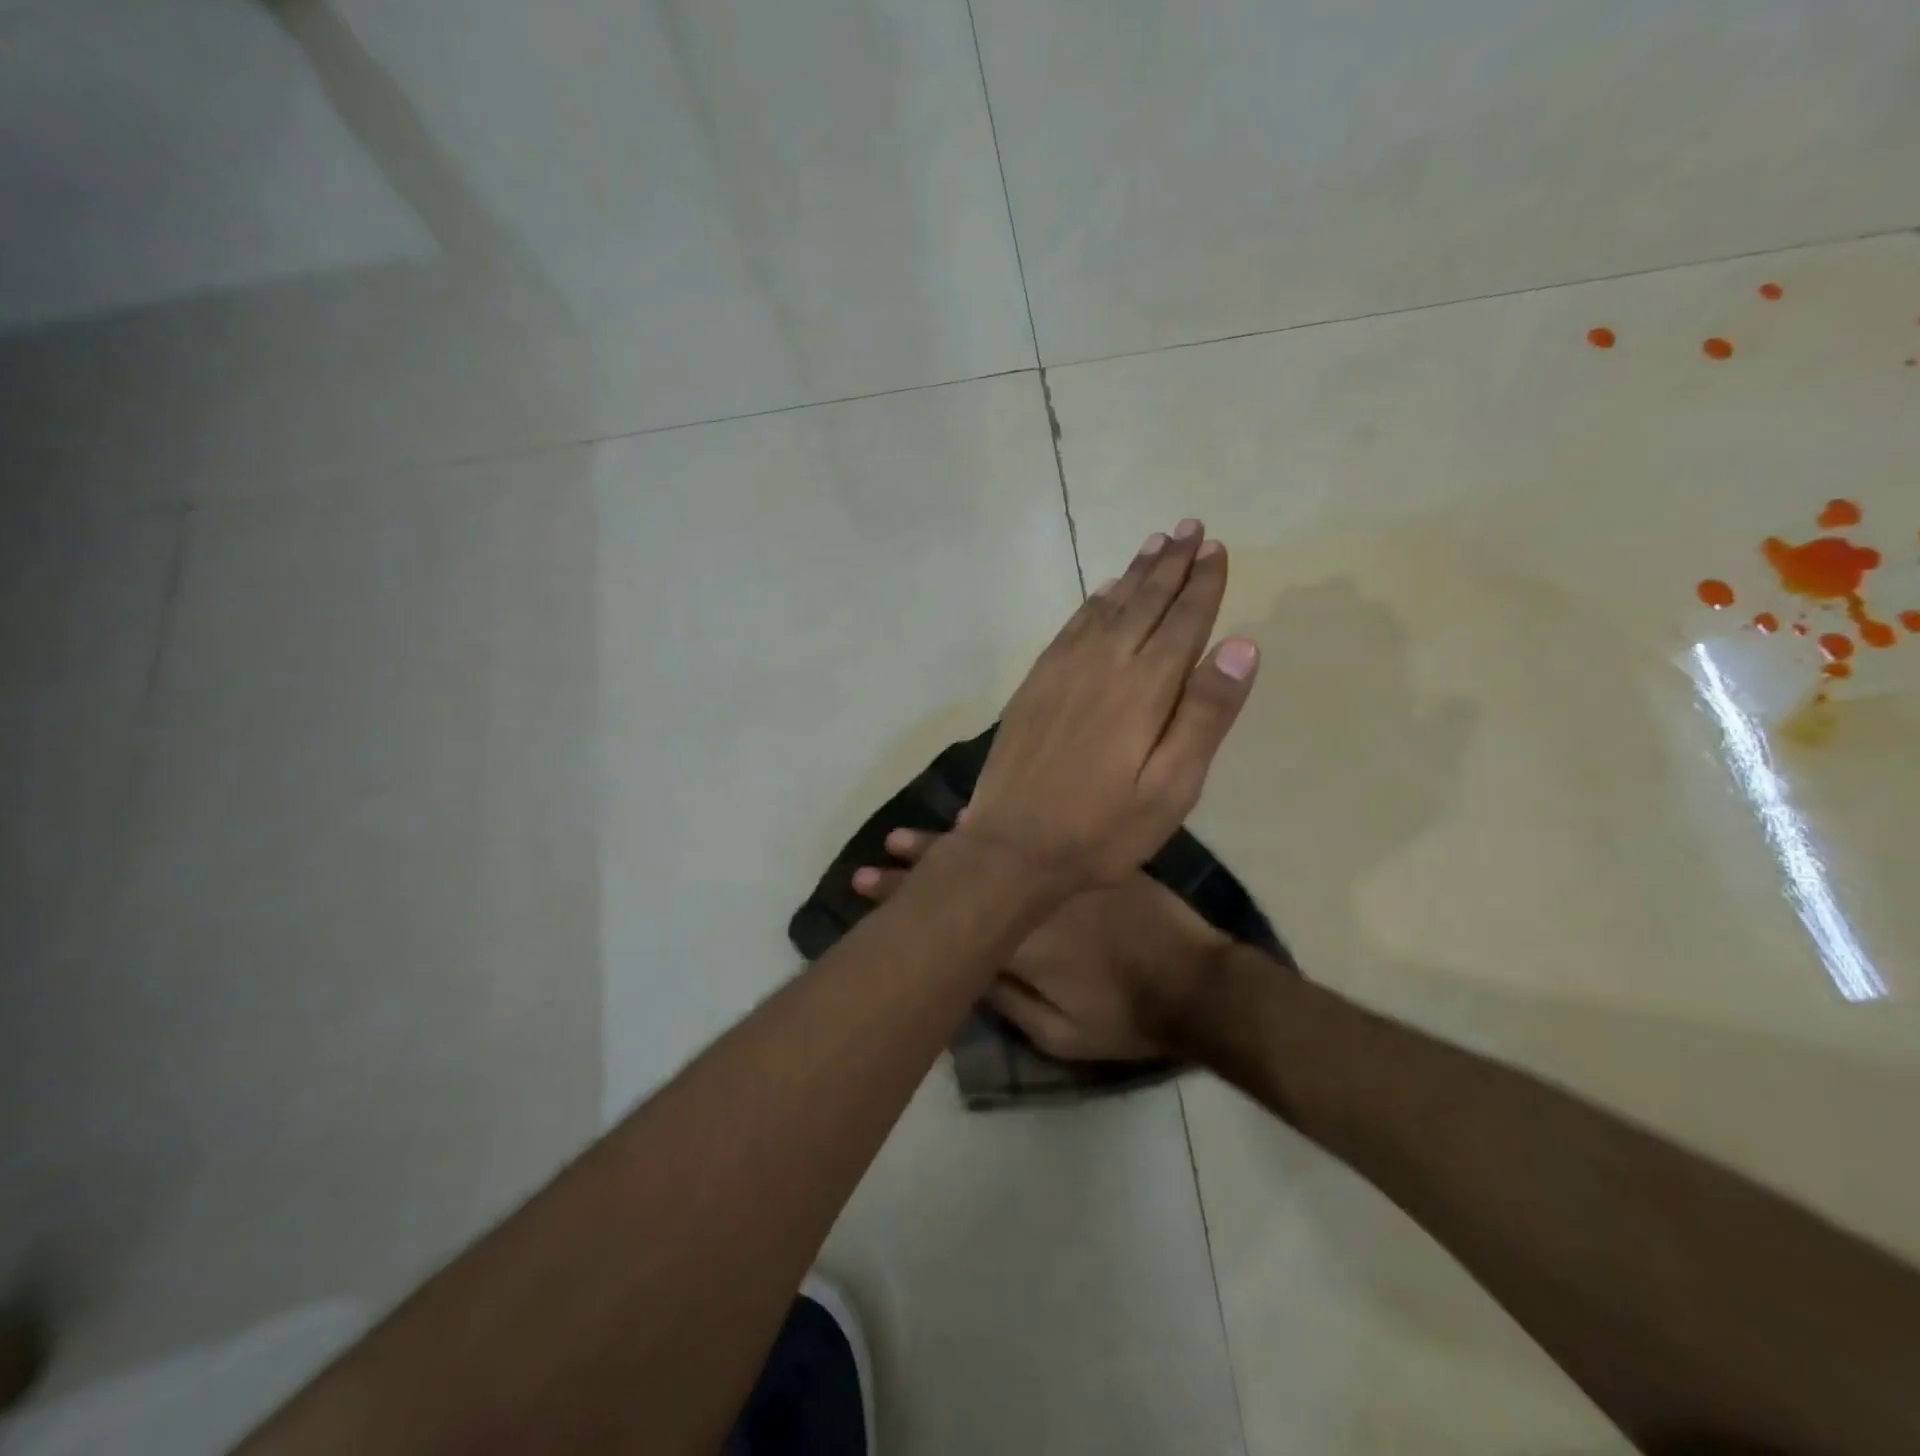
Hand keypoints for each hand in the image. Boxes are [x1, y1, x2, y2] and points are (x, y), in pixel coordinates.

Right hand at [855, 827, 1235, 1060]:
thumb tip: (963, 969)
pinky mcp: (1090, 861)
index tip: (865, 882)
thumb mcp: (1060, 1033)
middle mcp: (1034, 895)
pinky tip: (977, 821)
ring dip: (951, 841)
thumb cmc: (1126, 1017)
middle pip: (966, 872)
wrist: (1198, 983)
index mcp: (1020, 939)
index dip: (903, 897)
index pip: (949, 913)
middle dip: (919, 863)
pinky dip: (1004, 828)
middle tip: (880, 851)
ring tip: (912, 833)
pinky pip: (1038, 836)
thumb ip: (1007, 1000)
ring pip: (997, 848)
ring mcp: (1063, 871)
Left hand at [959, 521, 1259, 889]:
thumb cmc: (1102, 829)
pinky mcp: (1035, 684)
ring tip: (1155, 543)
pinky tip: (1101, 591)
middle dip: (1171, 564)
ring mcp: (1063, 671)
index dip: (1203, 584)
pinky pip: (1069, 628)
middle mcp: (1104, 665)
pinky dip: (1091, 603)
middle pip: (1145, 603)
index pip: (1184, 622)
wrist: (1012, 845)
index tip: (1217, 548)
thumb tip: (1241, 645)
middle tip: (1191, 528)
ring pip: (1107, 607)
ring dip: (1134, 574)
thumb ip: (1205, 715)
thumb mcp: (1171, 788)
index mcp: (1145, 689)